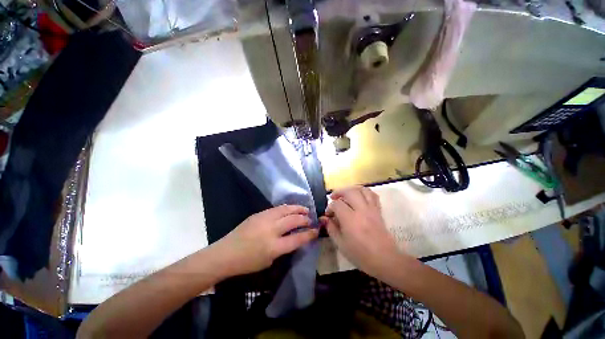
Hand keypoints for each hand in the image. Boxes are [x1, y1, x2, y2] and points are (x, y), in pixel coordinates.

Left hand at [212, 205, 318, 276]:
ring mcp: (264, 219)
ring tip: (305, 209)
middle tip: (311, 219)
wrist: (226, 253)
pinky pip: (277, 208)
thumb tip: (294, 237)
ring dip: (297, 209)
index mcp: (274, 246)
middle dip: (305, 219)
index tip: (316, 230)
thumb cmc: (247, 262)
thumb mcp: (269, 261)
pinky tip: (290, 209)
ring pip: (286, 210)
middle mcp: (271, 230)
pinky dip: (287, 208)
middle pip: (293, 220)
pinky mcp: (259, 214)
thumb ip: (283, 248)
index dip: (309, 234)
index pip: (298, 238)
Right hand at [320, 186, 402, 280]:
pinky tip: (359, 196)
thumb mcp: (341, 244)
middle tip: (333, 197)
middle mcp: (361, 210)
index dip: (330, 207)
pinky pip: (372, 195)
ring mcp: (371, 209)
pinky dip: (364, 192)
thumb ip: (331, 228)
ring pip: (362, 190)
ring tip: (345, 194)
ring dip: (351, 189)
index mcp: (350, 219)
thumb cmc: (361, 255)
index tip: (328, 215)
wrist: (385, 260)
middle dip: (339, 192)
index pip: (337, 204)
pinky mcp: (378, 211)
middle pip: (349, 192)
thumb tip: (325, 218)